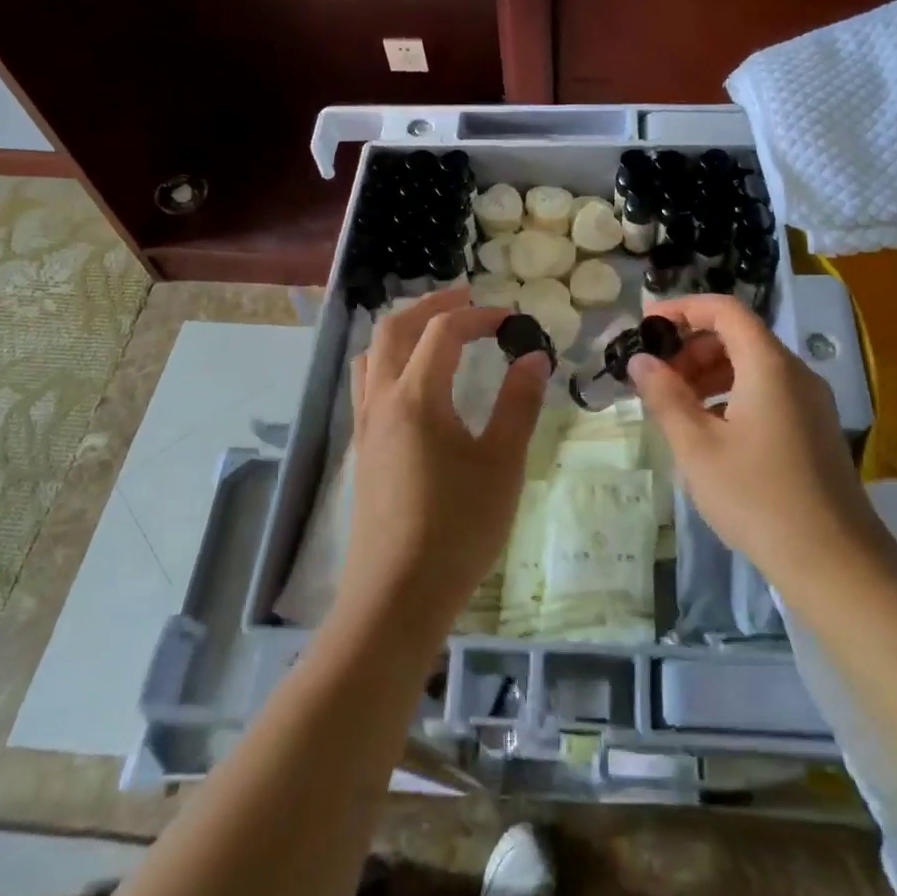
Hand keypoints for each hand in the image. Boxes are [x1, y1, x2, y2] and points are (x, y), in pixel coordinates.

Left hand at [337, 289, 550, 639]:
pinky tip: (415, 386)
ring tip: (436, 333)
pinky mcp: (362, 451)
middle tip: (467, 300)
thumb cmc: (457, 527)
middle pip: (393, 330)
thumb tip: (534, 357)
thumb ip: (518, 405)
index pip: (443, 331)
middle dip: (430, 306)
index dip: (478, 315)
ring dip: (403, 331)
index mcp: (416, 397)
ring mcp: (366, 427)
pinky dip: (389, 362)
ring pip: (371, 356)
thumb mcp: (501, 464)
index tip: (512, 320)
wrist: (397, 595)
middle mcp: (382, 401)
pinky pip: (366, 385)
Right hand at [629, 295, 894, 591]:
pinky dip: (732, 394)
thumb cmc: (756, 497)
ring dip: (710, 372)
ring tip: (677, 406)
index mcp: (768, 365)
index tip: (646, 327)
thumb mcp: (697, 447)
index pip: (724, 310)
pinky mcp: (815, 428)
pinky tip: (711, 431)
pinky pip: (768, 391)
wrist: (834, 560)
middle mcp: (795, 372)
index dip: (682, 308)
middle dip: (692, 346)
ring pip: (753, 365)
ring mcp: (811, 401)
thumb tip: (641, 361)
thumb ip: (665, 396)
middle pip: (739, 336)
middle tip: (657, 378)